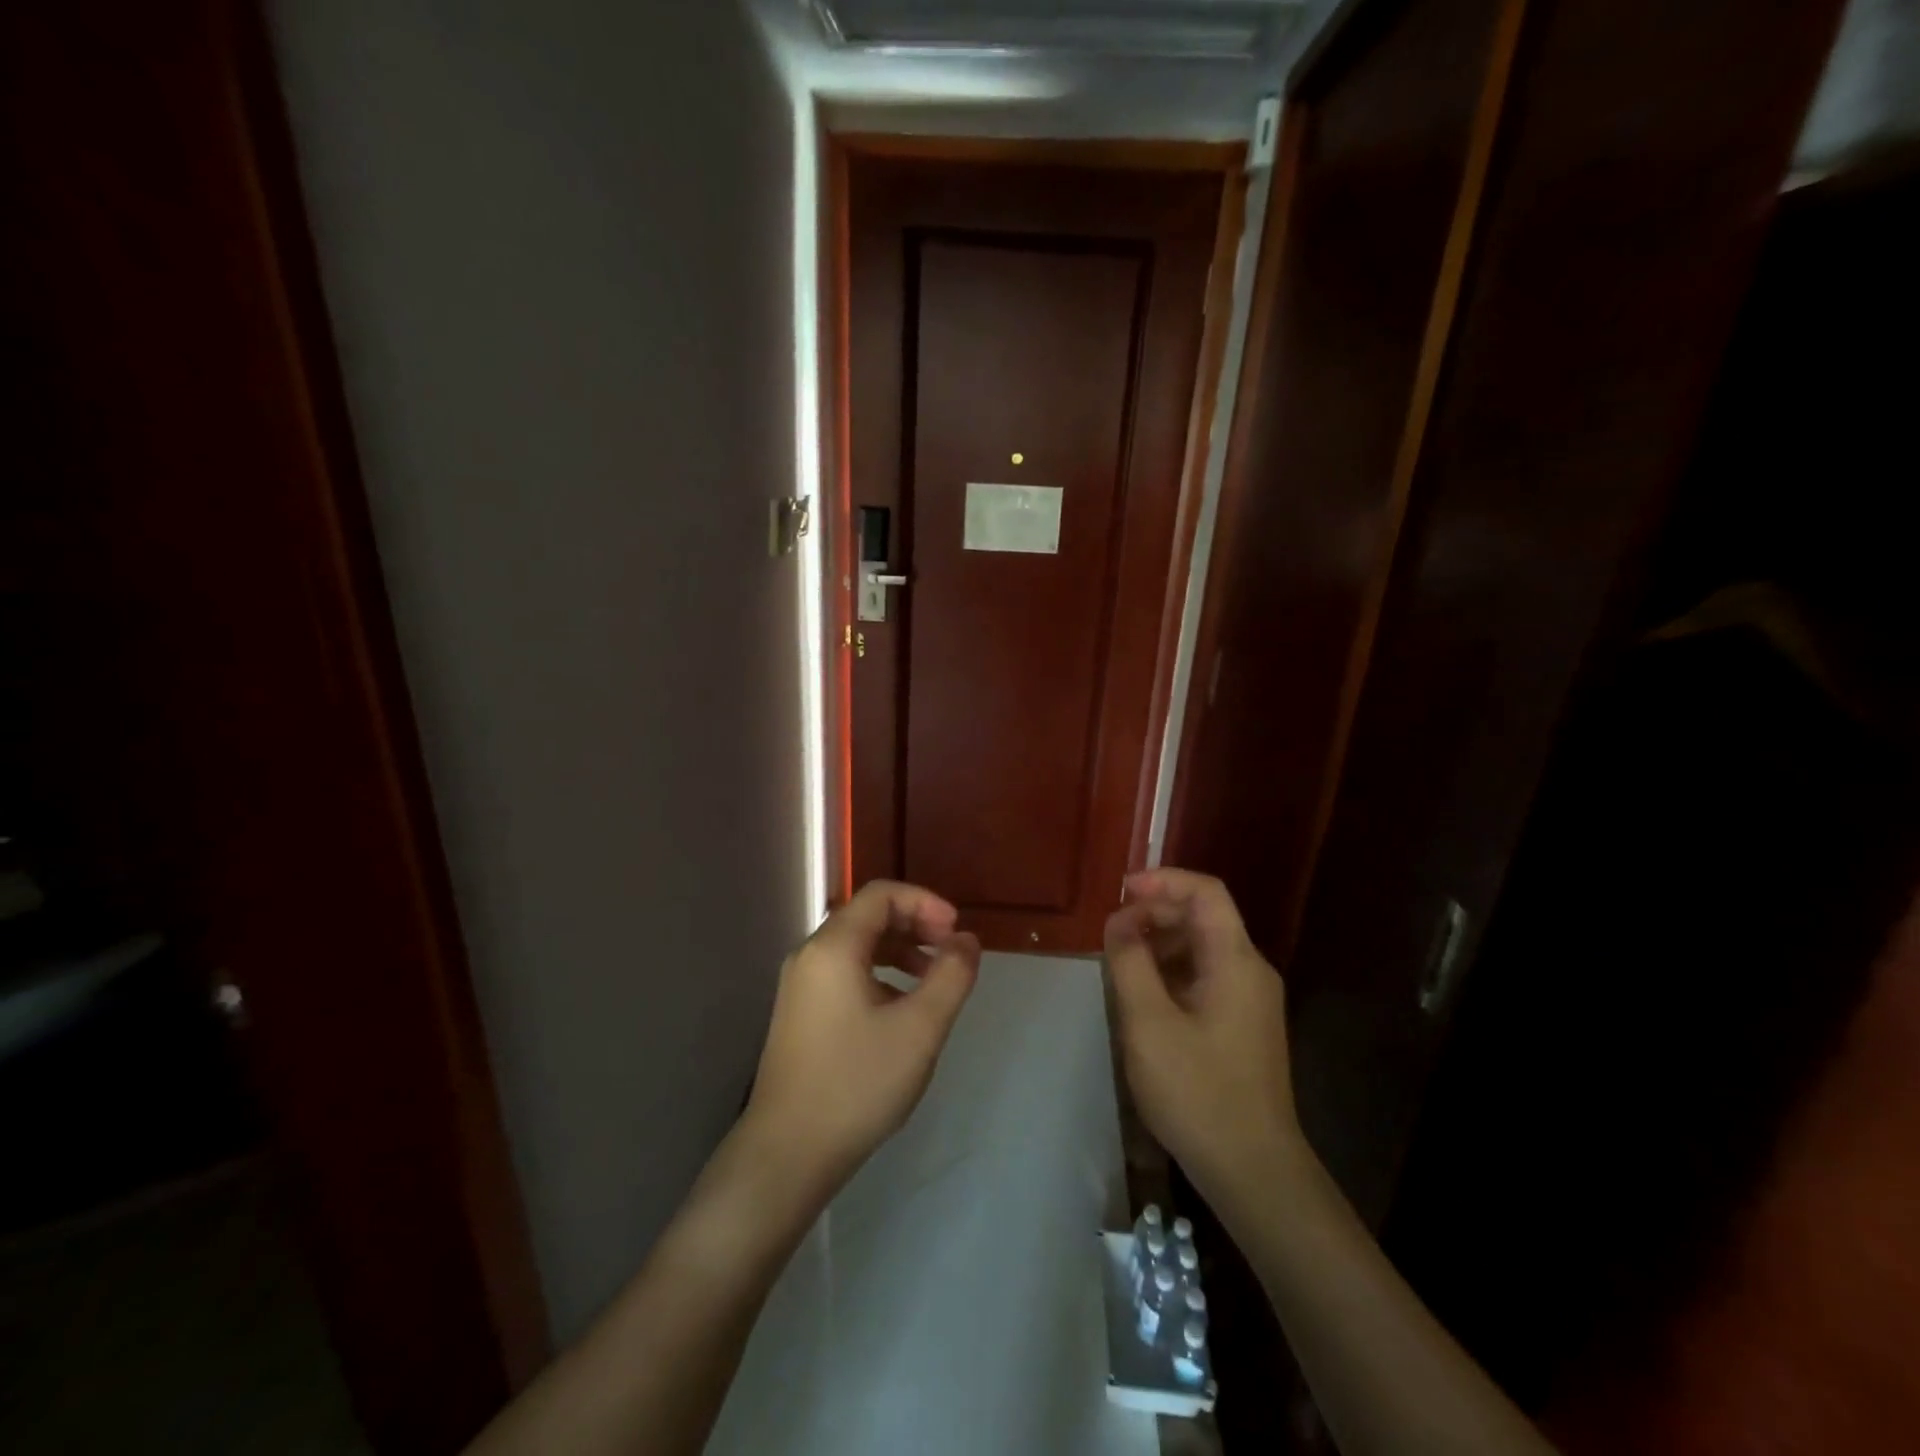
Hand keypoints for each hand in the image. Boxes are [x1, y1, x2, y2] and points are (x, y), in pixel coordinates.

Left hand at [745, 880, 979, 1195]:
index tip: (956, 932)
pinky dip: (879, 972)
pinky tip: (901, 1008)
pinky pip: (844, 972)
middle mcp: (810, 955)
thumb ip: (950, 976)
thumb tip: (966, 940)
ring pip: (856, 945)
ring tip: (933, 979)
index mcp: (834, 947)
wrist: (787, 1154)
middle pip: (867, 915)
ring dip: (899, 949)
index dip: (925, 902)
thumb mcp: (919, 1029)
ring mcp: (800, 985)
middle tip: (950, 953)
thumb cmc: (857, 1084)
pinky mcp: (800, 1012)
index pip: (882, 894)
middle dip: (915, 924)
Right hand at [1106, 868, 1306, 1210]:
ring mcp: (1250, 1000)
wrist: (1253, 1171)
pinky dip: (1171, 972)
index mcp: (1236, 961)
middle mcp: (1251, 971)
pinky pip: (1205, 977)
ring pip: (1202, 949)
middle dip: (1156, 913)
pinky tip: (1143, 996)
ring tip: (1120, 963)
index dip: (1163, 881)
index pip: (1206, 892)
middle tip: (1112, 933)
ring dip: (1160, 944)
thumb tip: (1119, 922)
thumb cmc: (1198, 1092)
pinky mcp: (1243, 1025)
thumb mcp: (1148, 1023)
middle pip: (1204, 917)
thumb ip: (1130, 963)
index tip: (1121, 891)